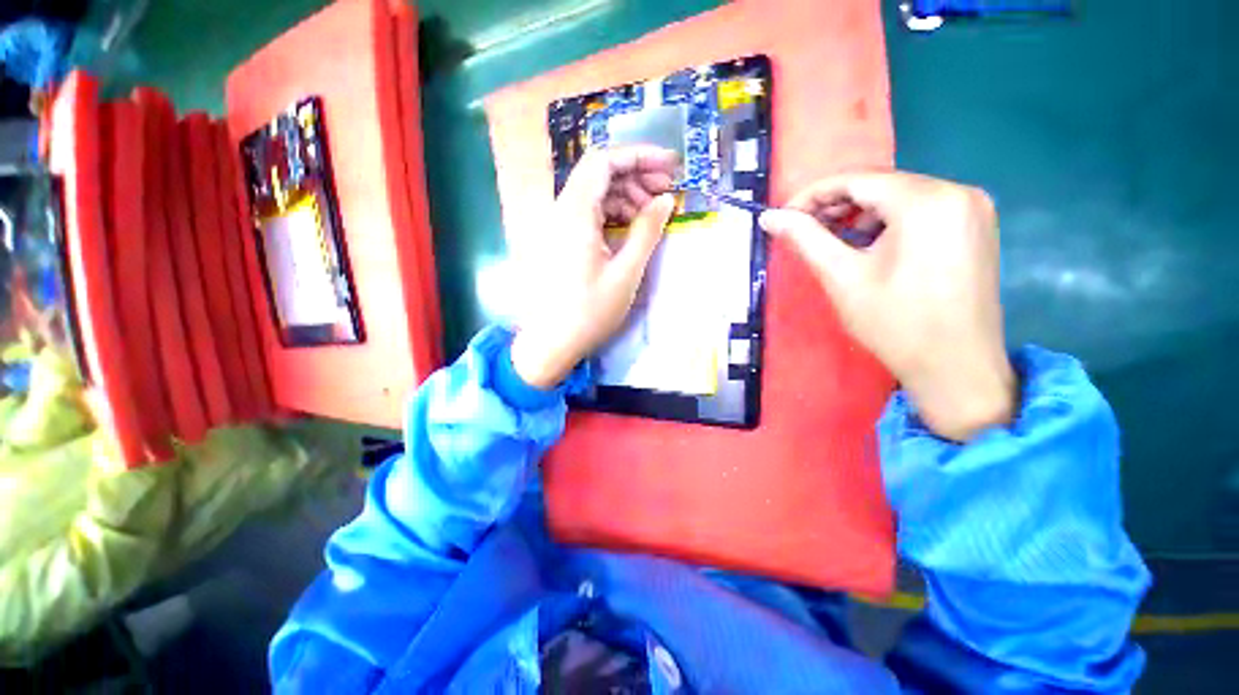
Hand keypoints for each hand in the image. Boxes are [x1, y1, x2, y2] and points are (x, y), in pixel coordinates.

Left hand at [510, 146, 677, 388]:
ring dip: (623, 195)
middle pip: (598, 174)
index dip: (639, 156)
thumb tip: (666, 200)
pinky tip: (628, 227)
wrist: (551, 343)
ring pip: (592, 193)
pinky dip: (610, 213)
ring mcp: (556, 225)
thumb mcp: (626, 273)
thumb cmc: (589, 312)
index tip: (670, 166)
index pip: (604, 162)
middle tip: (665, 192)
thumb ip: (647, 231)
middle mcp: (561, 211)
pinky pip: (586, 213)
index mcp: (575, 213)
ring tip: (651, 213)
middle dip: (634, 175)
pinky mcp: (558, 240)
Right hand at [759, 172, 1014, 441]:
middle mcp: (957, 191)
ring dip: (860, 213)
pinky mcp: (976, 225)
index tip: (784, 215)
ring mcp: (973, 207)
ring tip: (832, 239)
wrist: (956, 367)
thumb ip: (805, 239)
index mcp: (926, 201)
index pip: (858, 179)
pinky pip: (922, 209)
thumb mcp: (842, 277)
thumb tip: (770, 217)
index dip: (813, 194)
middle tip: (804, 230)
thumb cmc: (895, 324)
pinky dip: (888, 221)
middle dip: (836, 204)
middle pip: (881, 185)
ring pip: (901, 196)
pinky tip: (869, 245)